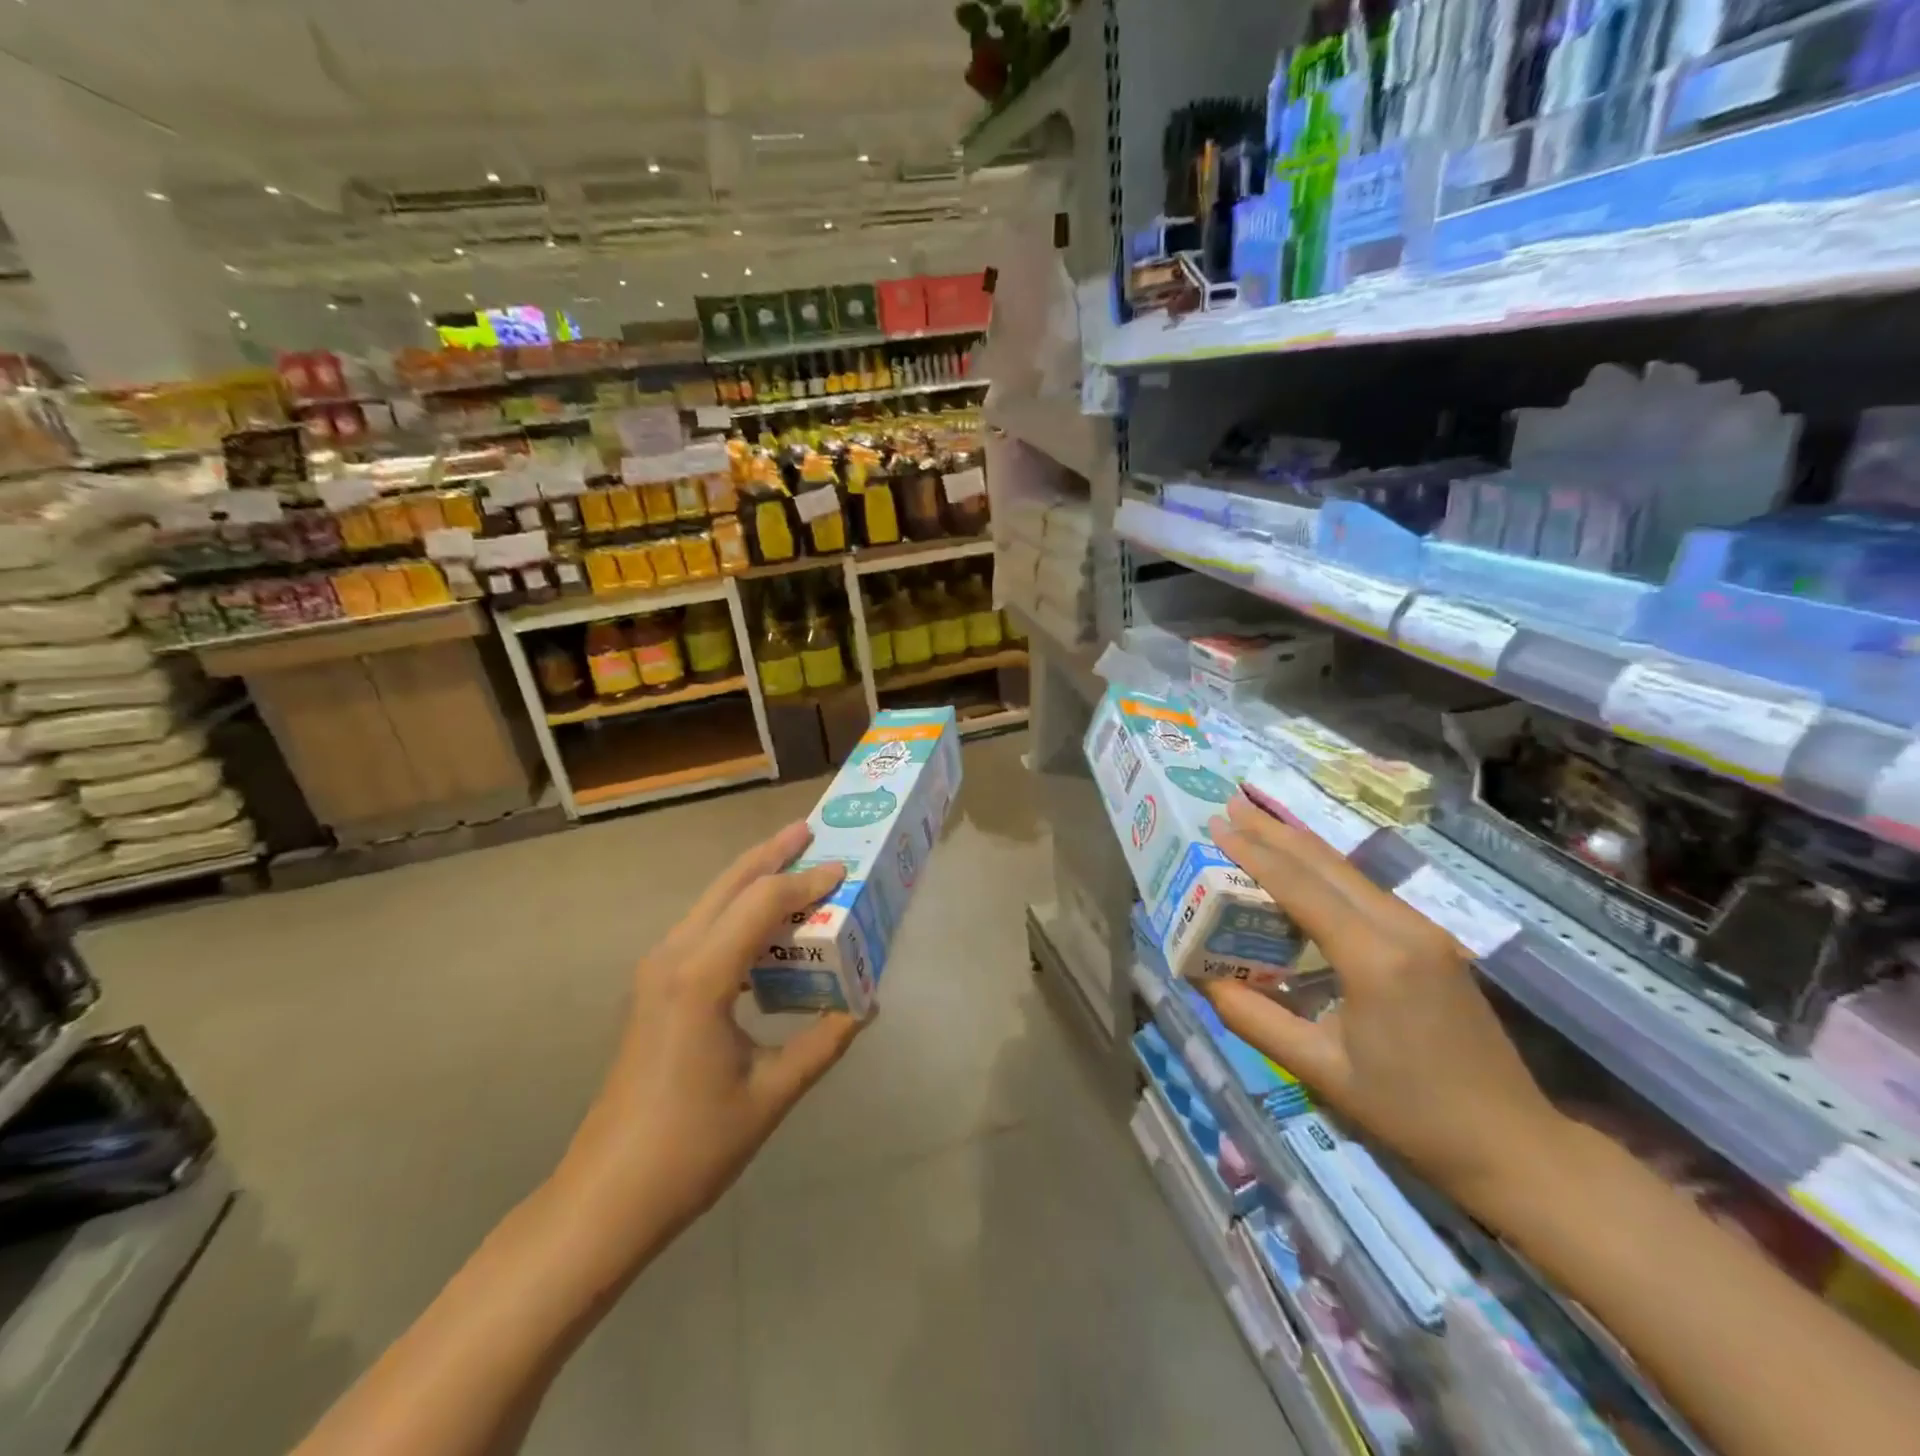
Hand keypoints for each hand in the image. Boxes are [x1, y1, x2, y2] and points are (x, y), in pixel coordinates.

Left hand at [551, 822, 866, 1264]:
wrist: (607, 1196)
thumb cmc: (692, 1146)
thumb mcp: (772, 1093)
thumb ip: (824, 1042)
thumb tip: (865, 1004)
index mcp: (702, 976)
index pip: (763, 903)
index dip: (806, 882)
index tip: (845, 871)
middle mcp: (673, 958)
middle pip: (728, 885)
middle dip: (771, 854)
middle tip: (810, 830)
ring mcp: (656, 971)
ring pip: (710, 902)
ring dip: (752, 879)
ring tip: (793, 863)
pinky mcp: (654, 989)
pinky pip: (702, 929)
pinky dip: (736, 912)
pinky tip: (764, 926)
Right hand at [1204, 793, 1568, 1216]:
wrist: (1512, 1143)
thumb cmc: (1410, 1113)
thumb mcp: (1320, 1070)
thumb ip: (1254, 1019)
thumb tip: (1202, 978)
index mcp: (1373, 958)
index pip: (1300, 887)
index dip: (1254, 853)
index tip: (1217, 824)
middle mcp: (1401, 928)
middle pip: (1326, 864)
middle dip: (1273, 832)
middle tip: (1230, 804)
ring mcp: (1423, 930)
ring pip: (1348, 871)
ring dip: (1299, 845)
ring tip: (1257, 822)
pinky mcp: (1431, 941)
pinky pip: (1365, 890)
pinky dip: (1324, 869)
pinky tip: (1304, 866)